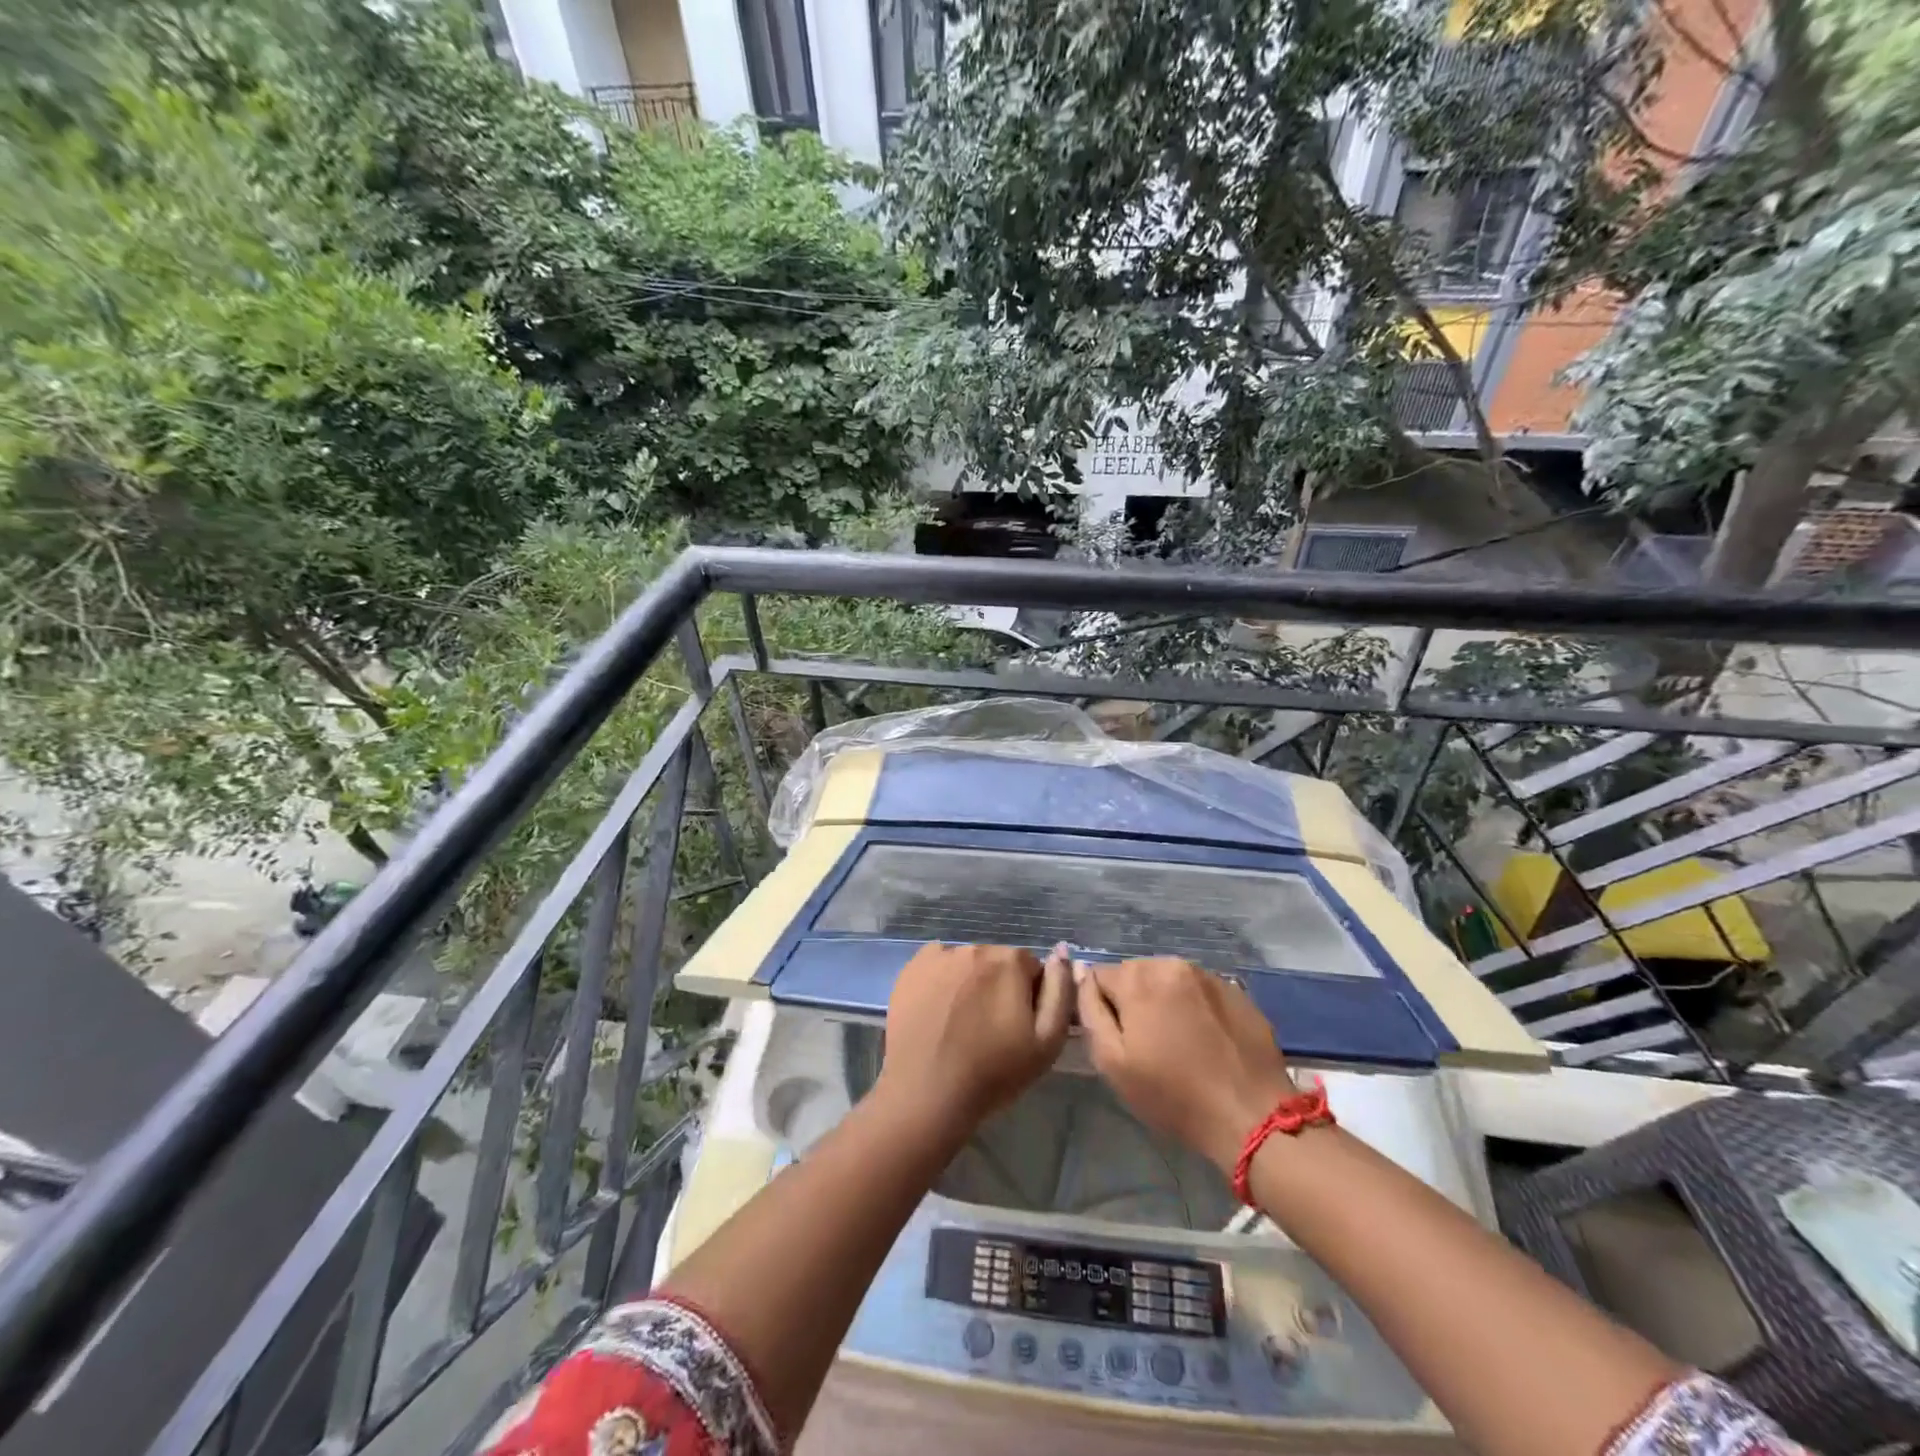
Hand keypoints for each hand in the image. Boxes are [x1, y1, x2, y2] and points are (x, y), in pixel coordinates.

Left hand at [875, 943, 1071, 1138]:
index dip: (1029, 997)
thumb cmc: (993, 1073)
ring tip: (961, 1023)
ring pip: (968, 963)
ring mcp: (940, 955)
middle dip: (1000, 986)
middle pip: (998, 962)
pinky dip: (942, 980)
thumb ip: (1060, 991)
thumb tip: (1062, 953)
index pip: (1032, 968)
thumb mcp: (1047, 1042)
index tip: (1018, 1026)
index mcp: (1010, 961)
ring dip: (971, 982)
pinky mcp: (912, 967)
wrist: (926, 1094)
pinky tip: (938, 1011)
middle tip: (990, 1027)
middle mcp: (975, 947)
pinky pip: (938, 964)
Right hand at [1076, 957, 1296, 1175]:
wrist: (1252, 1117)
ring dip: (1165, 1003)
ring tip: (1178, 1044)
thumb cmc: (1173, 1096)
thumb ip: (1089, 1010)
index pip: (1099, 976)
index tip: (1118, 1041)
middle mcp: (1171, 963)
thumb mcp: (1112, 1062)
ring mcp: (1208, 975)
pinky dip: (1194, 1009)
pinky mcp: (1236, 991)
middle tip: (1148, 1046)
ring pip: (1168, 981)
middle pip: (1135, 975)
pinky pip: (1199, 992)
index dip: (1102, 1008)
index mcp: (1138, 977)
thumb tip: (1080, 972)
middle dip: (1134, 1002)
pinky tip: (1206, 1042)